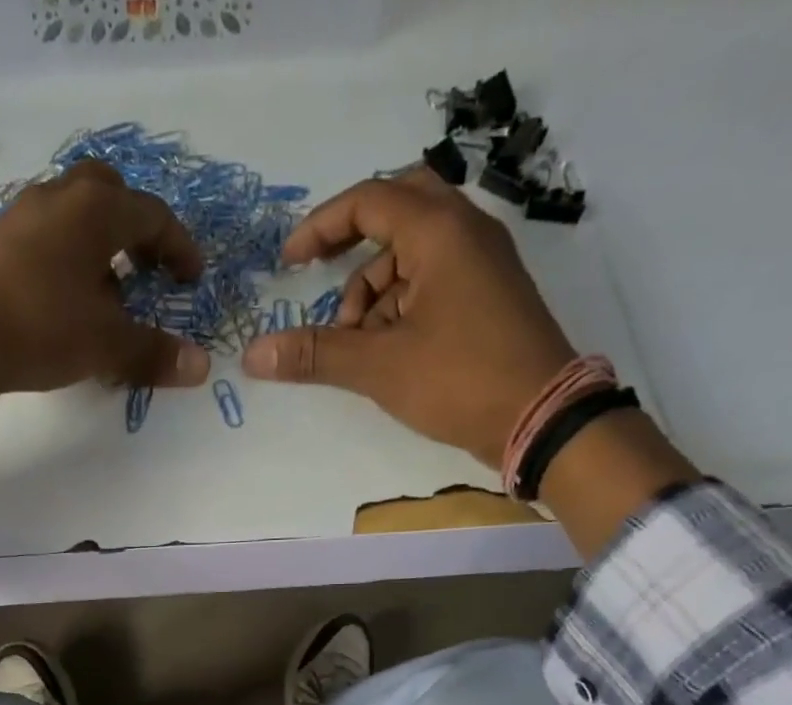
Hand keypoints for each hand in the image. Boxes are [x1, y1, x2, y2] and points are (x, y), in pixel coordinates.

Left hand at [0, 161, 210, 455]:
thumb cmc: (40, 326)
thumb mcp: (105, 345)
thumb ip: (152, 353)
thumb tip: (200, 366)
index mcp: (95, 210)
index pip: (152, 216)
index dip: (179, 248)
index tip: (192, 278)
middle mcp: (58, 199)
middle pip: (108, 195)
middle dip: (134, 230)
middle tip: (147, 269)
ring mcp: (20, 219)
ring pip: (71, 219)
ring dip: (97, 250)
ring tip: (107, 299)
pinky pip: (44, 243)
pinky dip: (66, 265)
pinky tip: (64, 308)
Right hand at [243, 175, 695, 557]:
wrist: (539, 416)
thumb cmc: (459, 379)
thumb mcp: (378, 366)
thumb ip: (315, 354)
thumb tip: (252, 355)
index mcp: (440, 231)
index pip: (369, 201)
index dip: (321, 227)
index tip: (288, 262)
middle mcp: (465, 232)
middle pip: (397, 211)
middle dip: (352, 245)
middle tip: (321, 276)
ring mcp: (481, 264)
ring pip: (412, 254)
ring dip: (373, 290)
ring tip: (355, 344)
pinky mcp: (486, 296)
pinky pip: (432, 280)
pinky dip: (399, 306)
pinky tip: (386, 350)